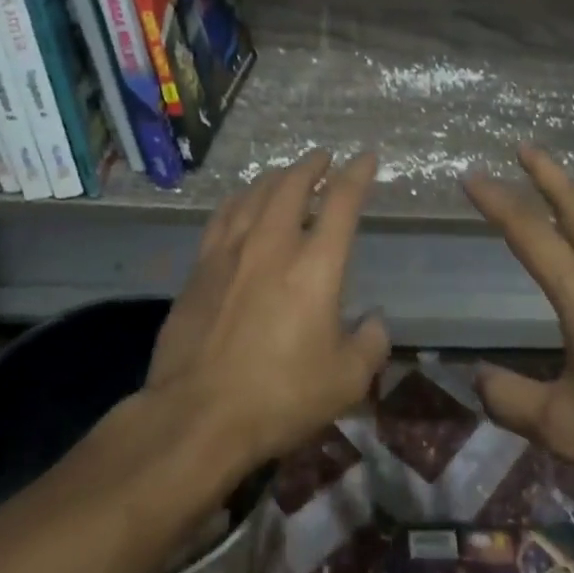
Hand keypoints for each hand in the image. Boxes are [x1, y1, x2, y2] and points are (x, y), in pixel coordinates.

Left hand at [146, 149, 389, 470]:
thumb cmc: (280, 396)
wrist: (197, 414)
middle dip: (311, 166)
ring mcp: (231, 252)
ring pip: (254, 194)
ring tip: (285, 174)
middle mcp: (273, 244)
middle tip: (322, 159)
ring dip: (275, 177)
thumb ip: (370, 345)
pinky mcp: (200, 268)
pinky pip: (222, 216)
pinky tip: (240, 202)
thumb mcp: (346, 381)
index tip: (366, 158)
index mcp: (316, 265)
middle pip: (292, 185)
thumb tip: (376, 321)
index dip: (357, 174)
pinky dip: (239, 199)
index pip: (341, 202)